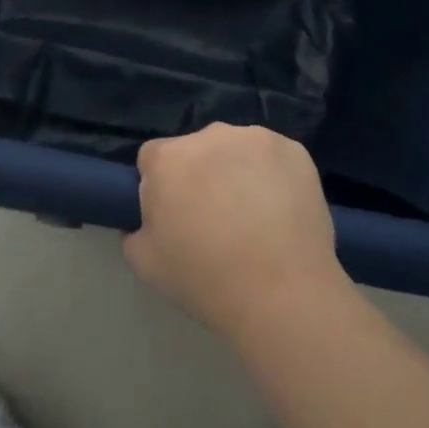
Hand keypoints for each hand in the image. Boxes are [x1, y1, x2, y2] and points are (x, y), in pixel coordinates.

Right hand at [123, 123, 348, 341]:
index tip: (174, 215)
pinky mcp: (294, 149)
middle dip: (200, 174)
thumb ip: (134, 230)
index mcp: (169, 158)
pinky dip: (273, 175)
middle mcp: (211, 135)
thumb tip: (146, 218)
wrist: (283, 293)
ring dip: (237, 171)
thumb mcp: (146, 264)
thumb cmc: (207, 280)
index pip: (152, 158)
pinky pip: (272, 157)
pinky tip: (281, 211)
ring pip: (236, 149)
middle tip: (214, 219)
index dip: (160, 186)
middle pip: (196, 149)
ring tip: (253, 217)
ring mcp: (256, 137)